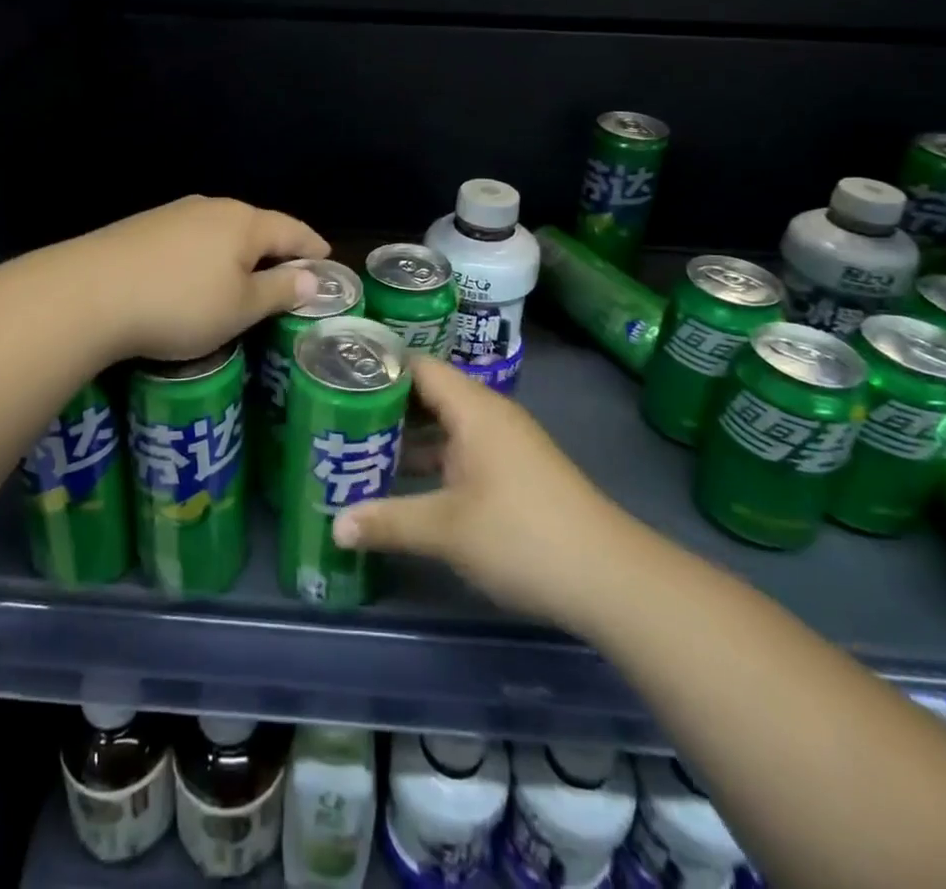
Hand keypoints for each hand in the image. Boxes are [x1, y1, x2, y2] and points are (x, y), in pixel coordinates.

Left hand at [70, 196, 330, 362]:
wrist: (88, 293)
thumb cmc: (180, 304)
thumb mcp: (240, 308)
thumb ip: (279, 291)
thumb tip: (312, 278)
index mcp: (244, 222)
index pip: (292, 230)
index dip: (313, 247)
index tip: (328, 260)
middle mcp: (211, 208)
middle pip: (256, 225)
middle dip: (276, 249)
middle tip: (290, 274)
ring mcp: (173, 214)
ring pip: (221, 232)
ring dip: (239, 253)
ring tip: (245, 278)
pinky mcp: (143, 228)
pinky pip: (191, 239)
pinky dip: (207, 256)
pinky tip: (197, 276)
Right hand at [332, 356, 629, 635]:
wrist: (610, 578)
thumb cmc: (522, 535)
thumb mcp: (446, 529)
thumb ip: (388, 521)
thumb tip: (335, 526)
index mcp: (474, 408)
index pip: (418, 366)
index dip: (379, 367)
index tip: (336, 377)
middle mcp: (489, 416)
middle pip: (429, 395)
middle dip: (385, 406)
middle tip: (335, 415)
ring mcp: (504, 445)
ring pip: (445, 427)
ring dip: (407, 437)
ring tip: (356, 447)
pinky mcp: (513, 473)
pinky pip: (461, 451)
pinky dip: (431, 460)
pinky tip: (402, 483)